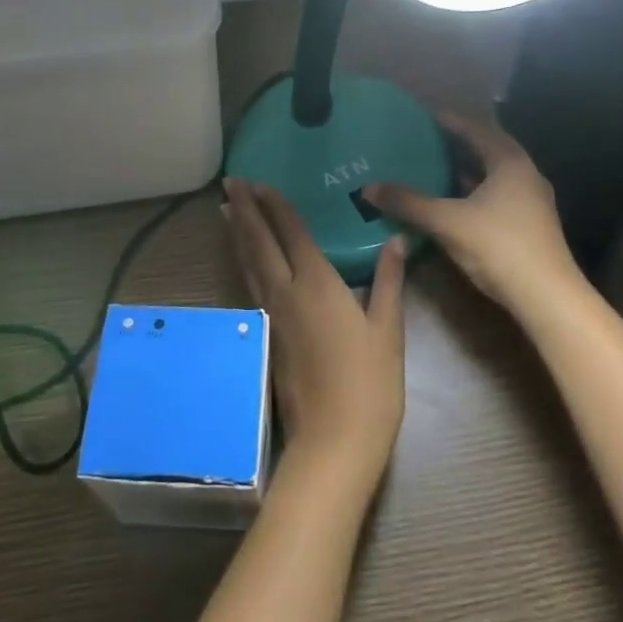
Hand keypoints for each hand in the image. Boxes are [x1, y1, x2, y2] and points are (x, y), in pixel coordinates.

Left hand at [221, 178, 405, 486]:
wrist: (334, 440)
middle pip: (260, 242)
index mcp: (317, 284)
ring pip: (248, 263)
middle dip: (246, 209)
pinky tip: (242, 258)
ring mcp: (272, 315)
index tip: (260, 181)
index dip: (276, 205)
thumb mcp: (388, 329)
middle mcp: (286, 292)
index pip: (292, 233)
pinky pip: (249, 285)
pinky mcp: (266, 335)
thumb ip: (389, 281)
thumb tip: (395, 240)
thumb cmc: (370, 383)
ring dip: (238, 233)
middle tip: (231, 181)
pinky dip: (242, 262)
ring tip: (227, 208)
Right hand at [362, 112, 578, 315]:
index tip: (425, 114)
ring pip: (494, 175)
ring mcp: (531, 202)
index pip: (477, 129)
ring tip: (434, 166)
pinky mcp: (528, 225)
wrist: (546, 297)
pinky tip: (452, 201)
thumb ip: (408, 202)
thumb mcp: (446, 221)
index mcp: (510, 163)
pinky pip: (496, 195)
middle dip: (458, 143)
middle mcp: (525, 176)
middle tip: (427, 138)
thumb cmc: (498, 246)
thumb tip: (368, 188)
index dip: (450, 120)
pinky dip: (473, 191)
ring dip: (467, 169)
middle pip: (488, 150)